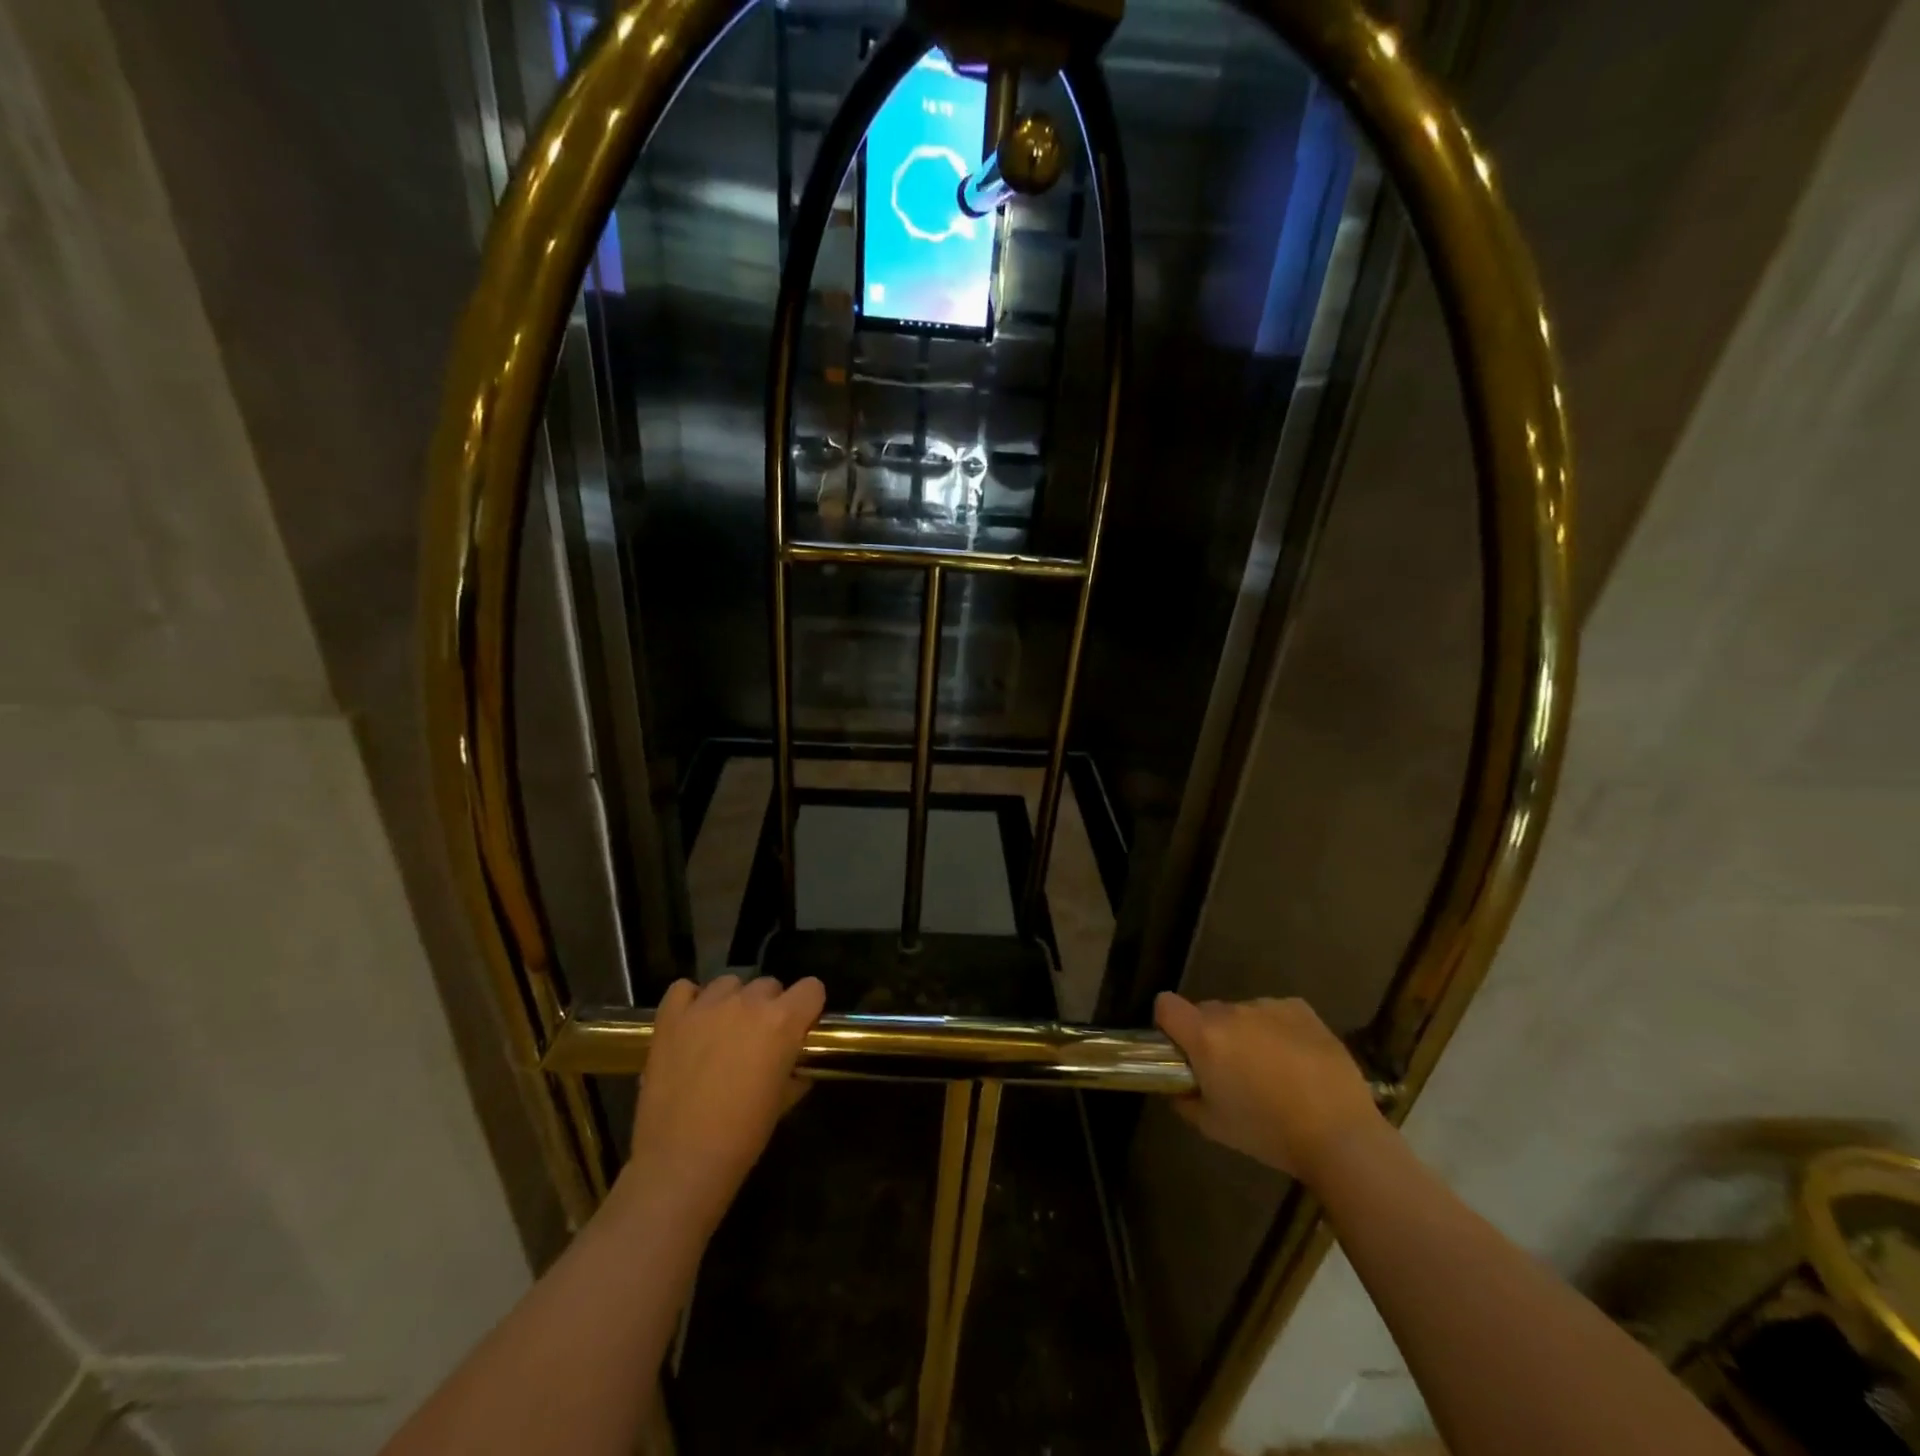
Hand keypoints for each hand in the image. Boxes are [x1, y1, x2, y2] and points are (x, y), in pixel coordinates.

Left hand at [617, 974, 825, 1231]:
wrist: (682, 1161)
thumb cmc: (743, 1136)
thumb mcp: (783, 1101)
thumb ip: (794, 1070)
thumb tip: (795, 1065)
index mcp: (782, 1021)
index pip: (812, 987)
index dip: (809, 1007)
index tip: (801, 1027)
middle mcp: (746, 1003)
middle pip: (769, 985)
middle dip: (770, 1007)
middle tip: (759, 1039)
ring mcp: (705, 1007)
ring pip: (729, 983)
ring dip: (733, 1002)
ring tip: (723, 1032)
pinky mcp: (670, 1018)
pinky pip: (684, 989)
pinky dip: (691, 1001)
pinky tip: (692, 1024)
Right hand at [1154, 993, 1385, 1184]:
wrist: (1341, 1135)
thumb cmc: (1269, 1133)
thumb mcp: (1214, 1127)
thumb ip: (1185, 1101)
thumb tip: (1180, 1088)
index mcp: (1205, 1036)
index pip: (1165, 1005)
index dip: (1168, 1024)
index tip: (1182, 1050)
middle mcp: (1232, 1012)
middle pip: (1206, 1012)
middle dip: (1211, 1035)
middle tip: (1230, 1072)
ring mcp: (1268, 1006)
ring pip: (1242, 1014)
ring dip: (1245, 1034)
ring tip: (1272, 1071)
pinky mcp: (1301, 1009)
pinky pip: (1275, 1013)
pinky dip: (1277, 1030)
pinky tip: (1297, 1061)